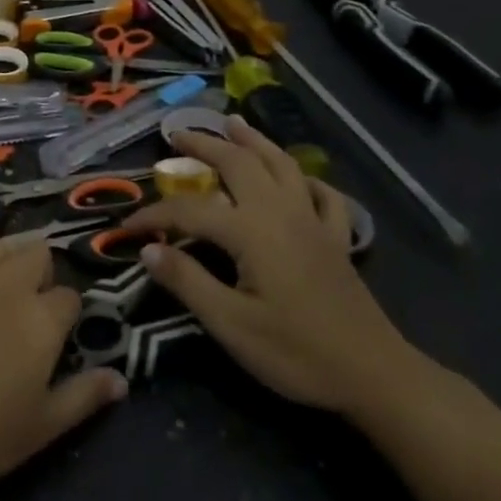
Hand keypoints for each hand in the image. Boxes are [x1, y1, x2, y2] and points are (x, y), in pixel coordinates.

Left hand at [0, 234, 127, 500]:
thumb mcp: (40, 428)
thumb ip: (84, 396)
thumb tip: (120, 379)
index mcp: (41, 318)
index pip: (70, 296)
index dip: (64, 318)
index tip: (50, 341)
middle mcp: (7, 282)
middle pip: (38, 253)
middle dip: (40, 277)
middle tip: (23, 314)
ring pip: (1, 245)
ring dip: (6, 264)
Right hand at [121, 115, 420, 411]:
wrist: (374, 376)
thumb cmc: (296, 352)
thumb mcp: (230, 324)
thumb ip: (187, 280)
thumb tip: (148, 248)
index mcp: (251, 231)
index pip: (189, 211)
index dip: (154, 215)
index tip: (126, 227)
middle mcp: (281, 213)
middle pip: (239, 164)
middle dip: (205, 145)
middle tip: (177, 135)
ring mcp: (313, 223)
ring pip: (282, 165)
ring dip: (254, 141)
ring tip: (233, 123)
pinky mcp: (336, 240)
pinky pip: (323, 195)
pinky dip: (306, 179)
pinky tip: (298, 179)